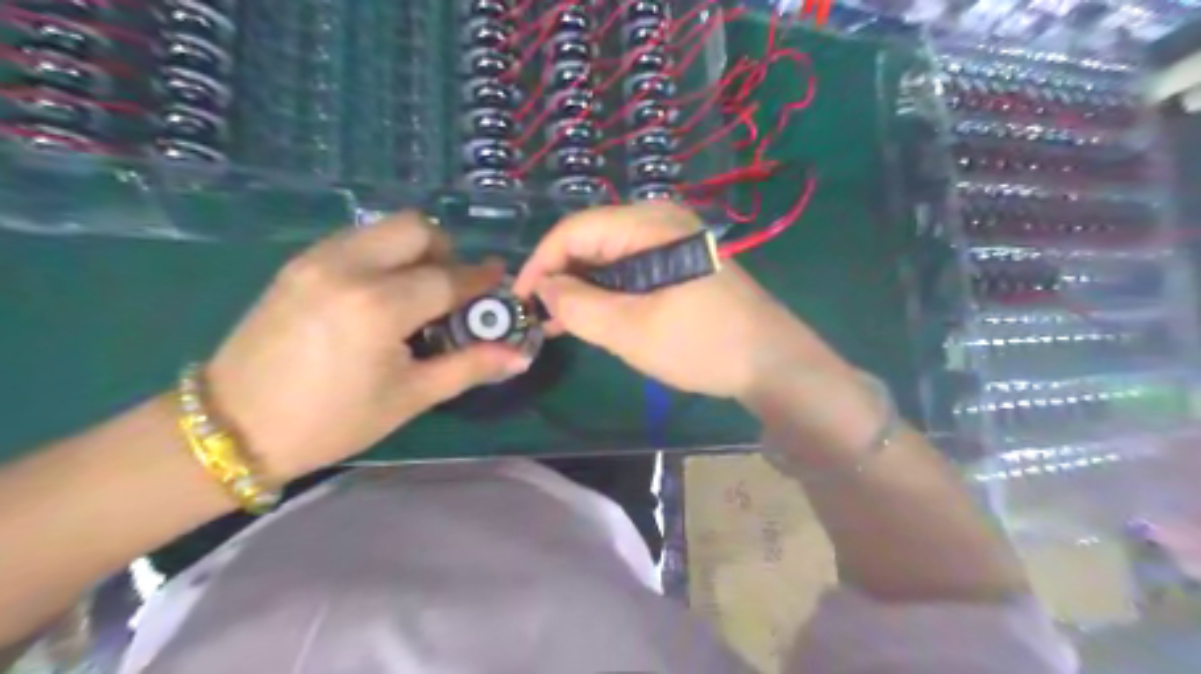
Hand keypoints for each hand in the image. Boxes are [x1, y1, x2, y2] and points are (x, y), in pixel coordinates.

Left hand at [206, 212, 528, 482]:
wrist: (233, 427)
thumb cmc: (332, 420)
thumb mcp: (410, 397)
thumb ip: (470, 367)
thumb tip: (519, 355)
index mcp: (379, 306)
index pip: (448, 278)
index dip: (481, 279)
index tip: (500, 281)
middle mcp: (348, 267)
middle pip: (417, 228)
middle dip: (446, 252)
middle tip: (451, 289)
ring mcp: (317, 259)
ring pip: (384, 227)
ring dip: (413, 250)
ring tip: (417, 292)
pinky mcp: (298, 263)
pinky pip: (356, 239)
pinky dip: (383, 254)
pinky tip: (380, 293)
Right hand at [510, 204, 847, 401]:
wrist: (772, 363)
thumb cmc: (702, 343)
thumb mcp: (631, 329)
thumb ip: (579, 307)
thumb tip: (545, 289)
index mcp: (649, 224)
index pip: (575, 230)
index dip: (540, 263)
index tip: (519, 300)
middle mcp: (659, 222)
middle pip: (591, 240)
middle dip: (560, 276)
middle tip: (537, 316)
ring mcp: (672, 243)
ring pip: (609, 258)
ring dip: (582, 288)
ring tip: (557, 323)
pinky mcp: (680, 266)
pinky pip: (630, 270)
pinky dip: (607, 293)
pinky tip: (591, 318)